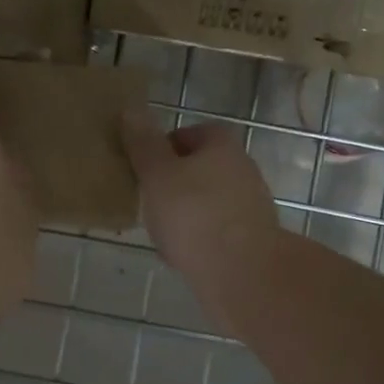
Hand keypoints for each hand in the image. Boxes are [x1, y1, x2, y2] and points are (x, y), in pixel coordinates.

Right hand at [120, 107, 278, 306]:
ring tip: (160, 230)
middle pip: (200, 168)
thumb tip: (131, 110)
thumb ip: (144, 144)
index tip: (143, 168)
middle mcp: (243, 169)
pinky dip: (198, 238)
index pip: (190, 133)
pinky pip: (216, 230)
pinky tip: (181, 254)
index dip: (163, 147)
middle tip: (147, 200)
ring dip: (185, 212)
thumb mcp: (158, 175)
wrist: (242, 273)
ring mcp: (251, 206)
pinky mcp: (252, 239)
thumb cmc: (194, 214)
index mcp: (223, 145)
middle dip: (173, 183)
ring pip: (207, 201)